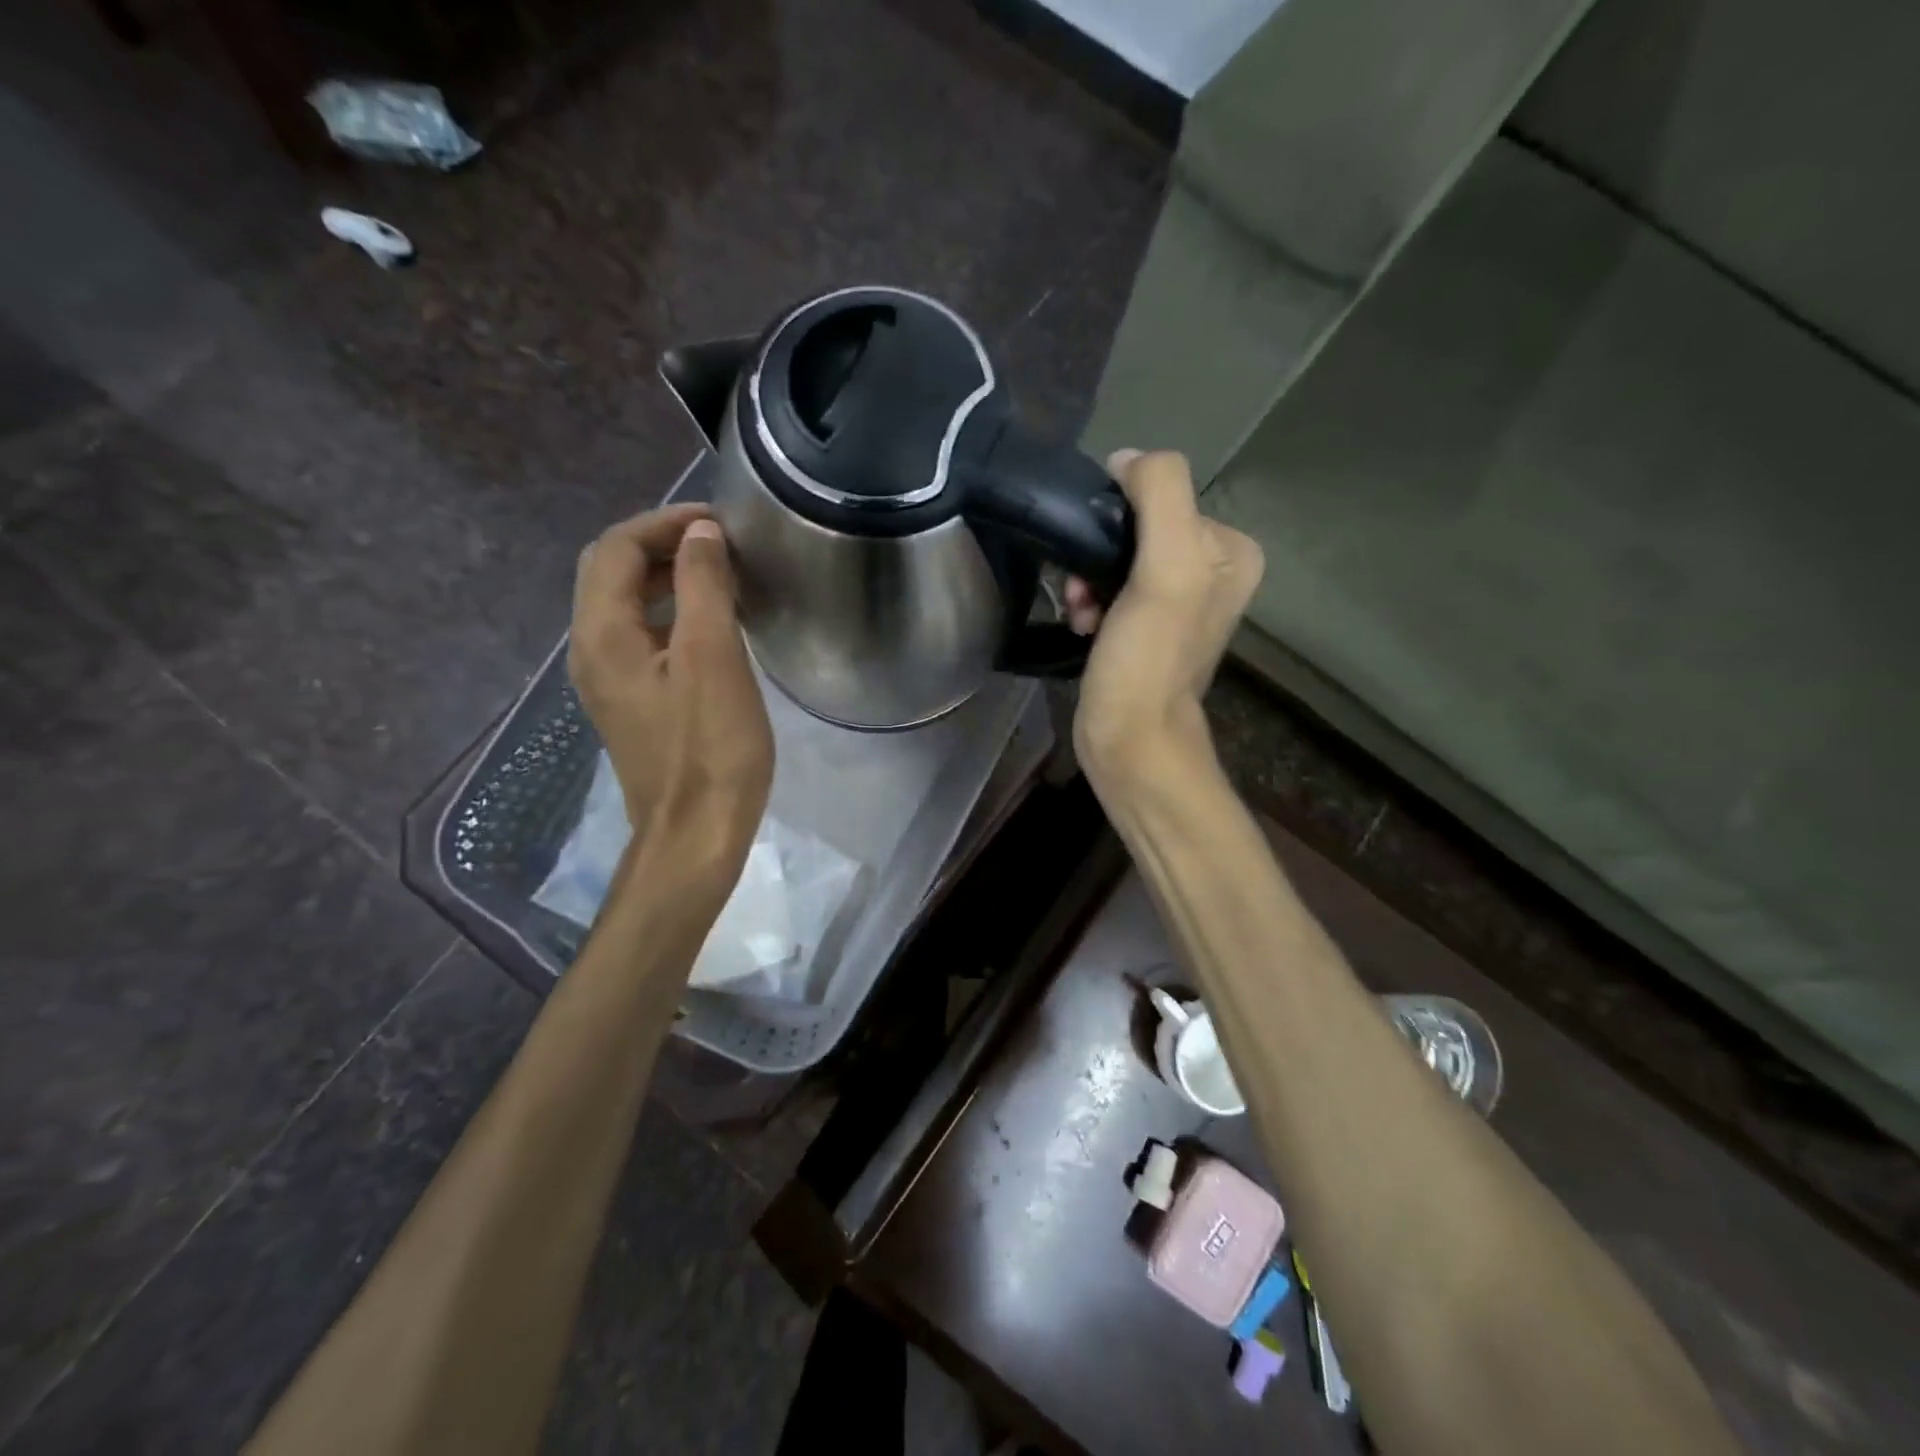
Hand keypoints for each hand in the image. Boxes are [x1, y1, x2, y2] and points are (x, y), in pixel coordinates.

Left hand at [569, 504, 772, 878]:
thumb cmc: (710, 748)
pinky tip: (710, 624)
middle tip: (718, 542)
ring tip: (719, 573)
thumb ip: (703, 587)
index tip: (719, 522)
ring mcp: (608, 681)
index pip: (615, 548)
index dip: (664, 523)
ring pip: (625, 605)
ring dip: (665, 577)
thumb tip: (700, 535)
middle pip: (610, 572)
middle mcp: (591, 651)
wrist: (695, 834)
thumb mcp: (712, 659)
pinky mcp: (632, 704)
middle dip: (660, 544)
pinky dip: (670, 613)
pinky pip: (640, 637)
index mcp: (602, 634)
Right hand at [1065, 449, 1262, 796]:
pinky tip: (1081, 626)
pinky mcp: (1145, 626)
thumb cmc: (1148, 659)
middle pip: (1136, 527)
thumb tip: (1127, 459)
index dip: (1119, 519)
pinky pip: (1108, 588)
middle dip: (1098, 555)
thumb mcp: (1167, 569)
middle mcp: (1211, 569)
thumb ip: (1160, 495)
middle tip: (1083, 593)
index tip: (1097, 561)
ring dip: (1086, 580)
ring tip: (1080, 613)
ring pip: (1115, 558)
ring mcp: (1177, 600)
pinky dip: (1088, 602)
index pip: (1162, 495)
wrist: (1130, 739)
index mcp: (1231, 548)